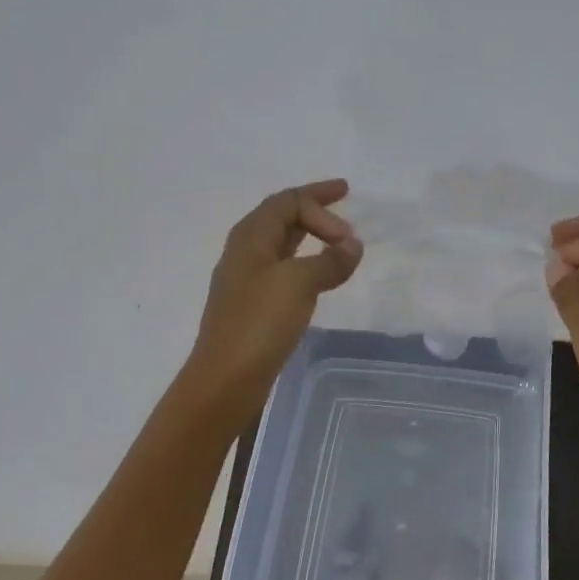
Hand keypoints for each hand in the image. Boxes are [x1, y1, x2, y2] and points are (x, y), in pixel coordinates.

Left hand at [185, 180, 362, 419]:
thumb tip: (353, 245)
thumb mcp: (298, 283)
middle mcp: (245, 251)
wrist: (226, 378)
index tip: (350, 231)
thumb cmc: (259, 323)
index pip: (287, 201)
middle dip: (313, 207)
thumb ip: (329, 260)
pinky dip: (305, 263)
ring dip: (309, 235)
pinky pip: (283, 269)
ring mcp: (247, 280)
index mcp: (251, 237)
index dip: (321, 201)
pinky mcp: (253, 306)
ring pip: (281, 243)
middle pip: (281, 216)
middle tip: (344, 203)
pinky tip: (317, 277)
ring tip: (335, 238)